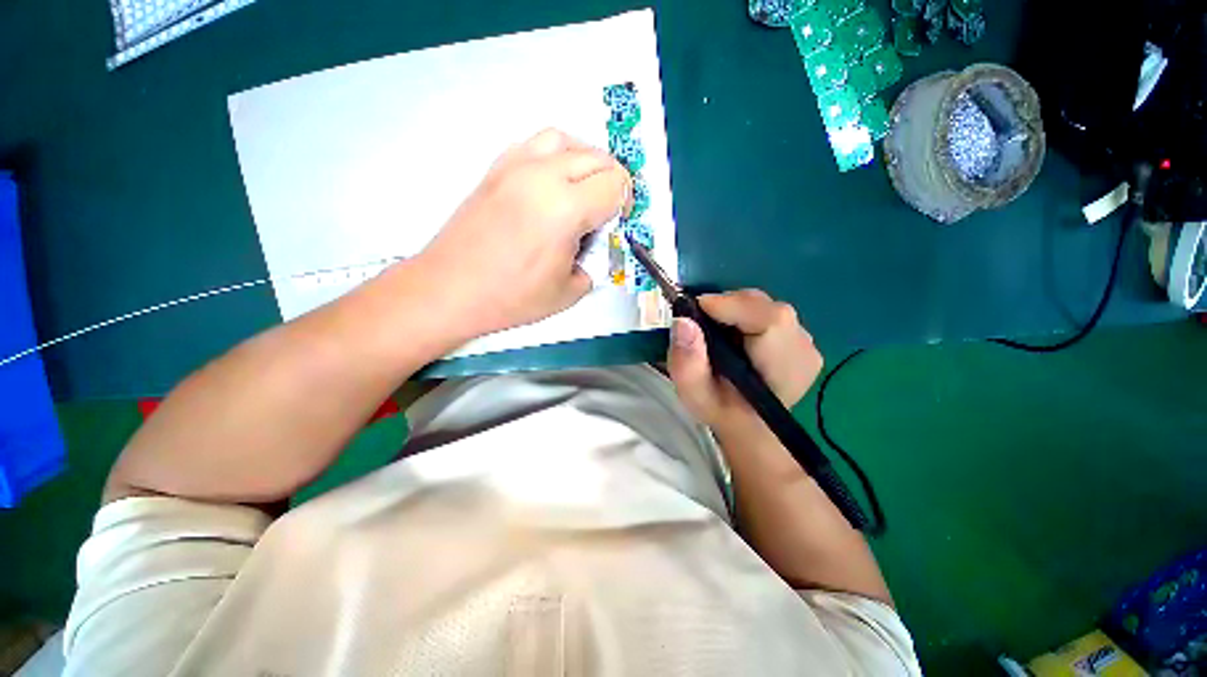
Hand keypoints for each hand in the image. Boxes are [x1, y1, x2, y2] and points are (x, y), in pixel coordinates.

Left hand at [418, 129, 631, 338]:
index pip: (615, 184)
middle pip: (597, 157)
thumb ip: (594, 263)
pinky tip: (552, 187)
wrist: (451, 289)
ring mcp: (515, 166)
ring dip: (585, 162)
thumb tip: (595, 245)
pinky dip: (556, 157)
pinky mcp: (496, 168)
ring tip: (582, 192)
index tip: (615, 225)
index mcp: (564, 209)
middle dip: (611, 183)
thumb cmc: (510, 297)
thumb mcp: (569, 292)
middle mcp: (542, 176)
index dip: (624, 205)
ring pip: (567, 140)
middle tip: (604, 214)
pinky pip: (536, 145)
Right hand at [668, 290, 822, 430]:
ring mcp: (806, 343)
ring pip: (765, 305)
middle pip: (764, 306)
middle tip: (701, 324)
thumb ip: (687, 362)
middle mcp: (803, 350)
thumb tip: (683, 321)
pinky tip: (735, 336)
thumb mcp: (694, 394)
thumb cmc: (721, 410)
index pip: (767, 318)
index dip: (729, 305)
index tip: (694, 310)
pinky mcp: (801, 338)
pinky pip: (768, 311)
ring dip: (734, 310)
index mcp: (782, 369)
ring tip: (717, 333)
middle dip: (727, 306)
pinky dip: (745, 315)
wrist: (748, 424)